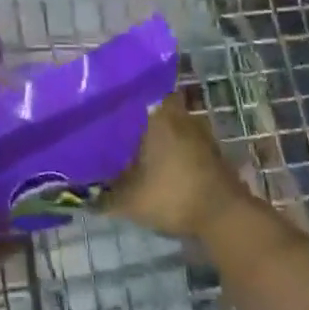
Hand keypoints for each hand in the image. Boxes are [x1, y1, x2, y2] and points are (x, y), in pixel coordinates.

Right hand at [105, 96, 253, 239]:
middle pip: (155, 106)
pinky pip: (185, 139)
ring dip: (159, 132)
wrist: (225, 217)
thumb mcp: (130, 201)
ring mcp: (200, 132)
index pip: (137, 91)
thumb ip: (103, 197)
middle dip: (139, 115)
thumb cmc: (174, 195)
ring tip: (135, 145)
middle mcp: (180, 115)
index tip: (106, 104)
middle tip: (118, 127)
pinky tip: (159, 162)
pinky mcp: (211, 150)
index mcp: (158, 116)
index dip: (121, 97)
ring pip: (172, 122)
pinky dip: (173, 147)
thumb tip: (83, 195)